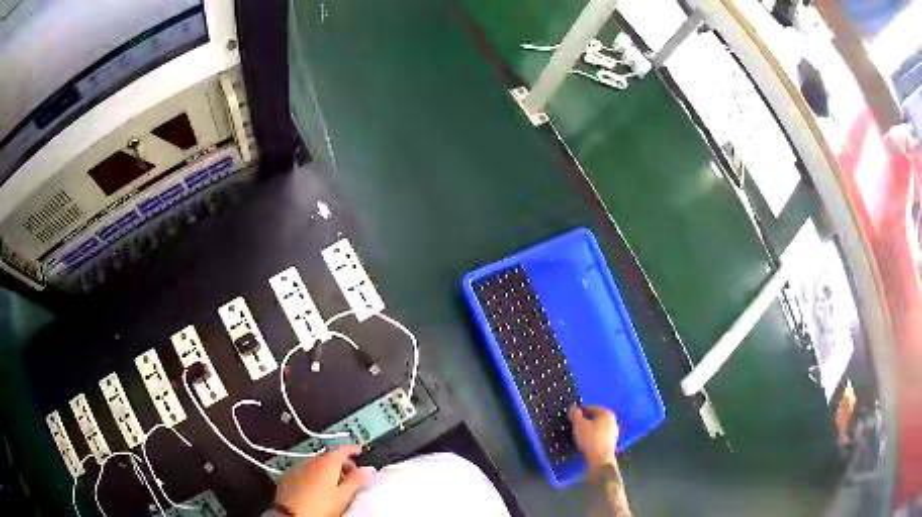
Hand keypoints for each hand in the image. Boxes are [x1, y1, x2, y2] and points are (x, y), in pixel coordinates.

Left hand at [273, 445, 375, 516]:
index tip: (359, 451)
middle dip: (341, 462)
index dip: (353, 449)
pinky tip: (318, 488)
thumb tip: (369, 470)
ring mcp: (298, 468)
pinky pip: (305, 471)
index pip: (342, 449)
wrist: (292, 514)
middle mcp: (311, 461)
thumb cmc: (320, 505)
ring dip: (328, 469)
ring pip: (317, 464)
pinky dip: (314, 475)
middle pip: (329, 456)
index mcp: (327, 462)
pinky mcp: (288, 477)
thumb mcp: (343, 495)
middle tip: (352, 473)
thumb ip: (357, 480)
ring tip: (336, 484)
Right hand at [569, 404, 618, 470]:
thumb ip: (575, 414)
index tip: (571, 419)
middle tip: (574, 428)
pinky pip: (599, 435)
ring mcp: (613, 431)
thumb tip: (573, 407)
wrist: (601, 460)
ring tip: (578, 436)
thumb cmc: (590, 440)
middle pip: (594, 417)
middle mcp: (612, 420)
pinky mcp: (611, 442)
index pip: (590, 407)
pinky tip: (586, 443)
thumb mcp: (579, 425)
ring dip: (588, 430)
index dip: (579, 412)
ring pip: (597, 427)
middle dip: (584, 421)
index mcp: (606, 413)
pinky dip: (592, 437)